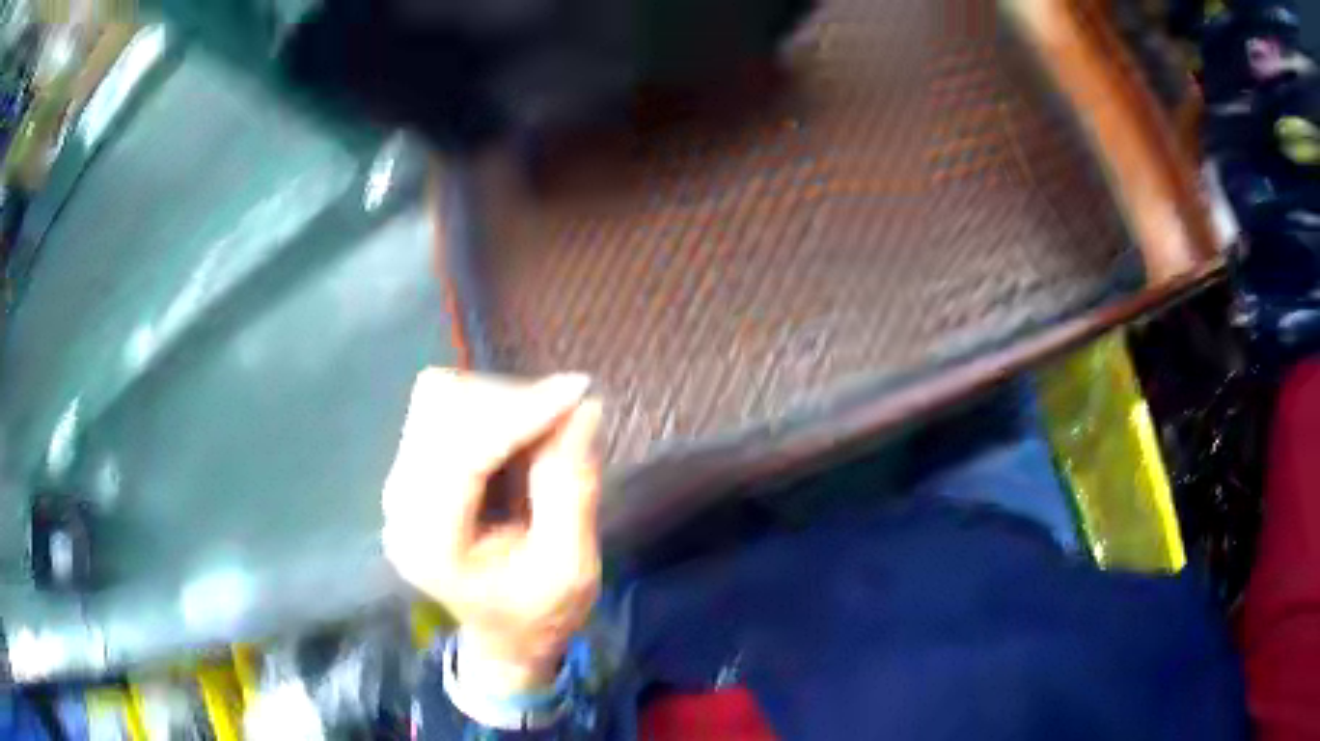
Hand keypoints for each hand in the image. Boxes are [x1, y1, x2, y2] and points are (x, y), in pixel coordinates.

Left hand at [382, 369, 602, 692]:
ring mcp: (398, 482)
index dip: (520, 413)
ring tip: (542, 432)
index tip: (579, 390)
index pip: (463, 454)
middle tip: (566, 419)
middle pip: (441, 411)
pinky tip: (515, 436)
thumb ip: (572, 490)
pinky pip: (441, 406)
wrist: (505, 635)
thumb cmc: (540, 613)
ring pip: (438, 398)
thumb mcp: (571, 567)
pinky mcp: (410, 468)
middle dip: (511, 403)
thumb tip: (583, 408)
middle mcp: (400, 505)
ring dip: (499, 401)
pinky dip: (486, 406)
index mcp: (432, 545)